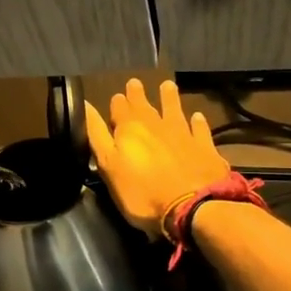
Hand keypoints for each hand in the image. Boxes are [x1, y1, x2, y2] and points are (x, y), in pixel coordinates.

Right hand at [85, 78, 229, 237]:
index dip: (117, 102)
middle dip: (138, 94)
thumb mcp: (108, 166)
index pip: (119, 108)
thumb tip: (86, 105)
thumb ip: (97, 135)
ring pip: (174, 109)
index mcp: (130, 128)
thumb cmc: (142, 193)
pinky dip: (197, 122)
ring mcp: (183, 134)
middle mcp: (156, 124)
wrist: (193, 207)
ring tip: (167, 85)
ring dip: (169, 98)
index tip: (116, 96)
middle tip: (135, 83)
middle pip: (145, 105)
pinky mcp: (205, 147)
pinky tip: (197, 116)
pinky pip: (200, 129)